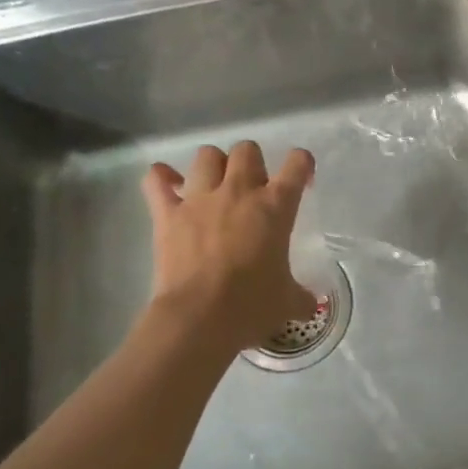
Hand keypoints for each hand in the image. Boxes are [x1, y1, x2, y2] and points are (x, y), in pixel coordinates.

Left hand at [142, 141, 317, 352]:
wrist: (200, 318)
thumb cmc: (252, 306)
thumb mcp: (288, 302)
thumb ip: (301, 297)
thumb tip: (310, 305)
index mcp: (275, 207)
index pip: (296, 165)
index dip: (302, 165)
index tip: (302, 180)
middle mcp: (239, 192)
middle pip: (247, 150)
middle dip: (252, 162)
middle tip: (253, 188)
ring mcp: (200, 199)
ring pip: (207, 155)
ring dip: (213, 165)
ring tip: (214, 185)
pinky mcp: (167, 213)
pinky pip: (156, 179)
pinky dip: (161, 178)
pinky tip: (168, 185)